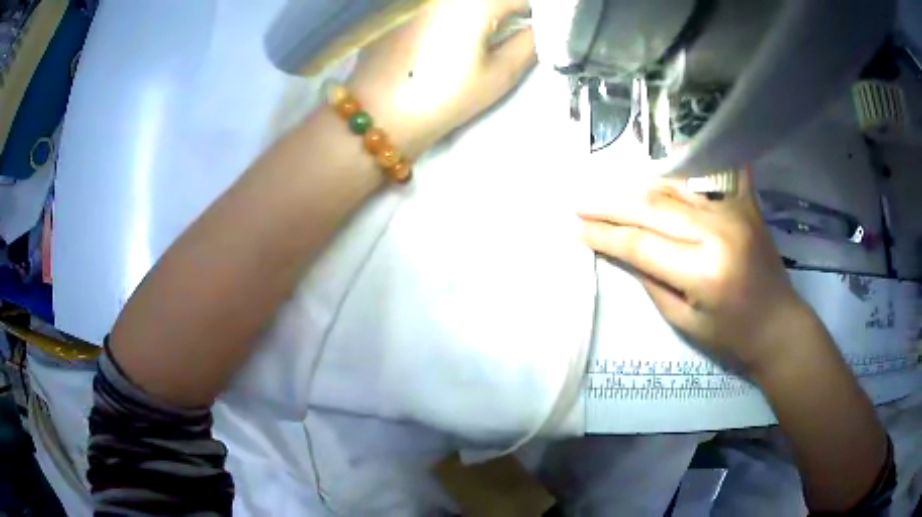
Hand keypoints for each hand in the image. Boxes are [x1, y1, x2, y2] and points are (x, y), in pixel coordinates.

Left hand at [347, 0, 535, 158]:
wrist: (378, 114)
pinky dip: (450, 15)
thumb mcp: (499, 75)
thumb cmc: (443, 97)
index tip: (532, 31)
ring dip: (478, 13)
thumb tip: (540, 27)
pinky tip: (442, 38)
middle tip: (507, 31)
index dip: (533, 14)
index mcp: (472, 2)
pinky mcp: (399, 7)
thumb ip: (529, 43)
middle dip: (504, 10)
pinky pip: (435, 5)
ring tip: (479, 35)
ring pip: (462, 3)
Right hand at [579, 171, 812, 375]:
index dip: (605, 235)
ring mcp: (733, 211)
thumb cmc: (731, 335)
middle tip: (579, 202)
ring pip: (674, 188)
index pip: (641, 243)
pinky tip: (668, 155)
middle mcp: (717, 231)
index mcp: (703, 270)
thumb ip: (652, 280)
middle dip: (610, 204)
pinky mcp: (744, 203)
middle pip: (652, 207)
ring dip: (638, 188)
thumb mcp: (684, 321)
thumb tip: (622, 250)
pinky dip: (686, 170)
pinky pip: (708, 179)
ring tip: (609, 191)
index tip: (577, 229)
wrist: (779, 325)